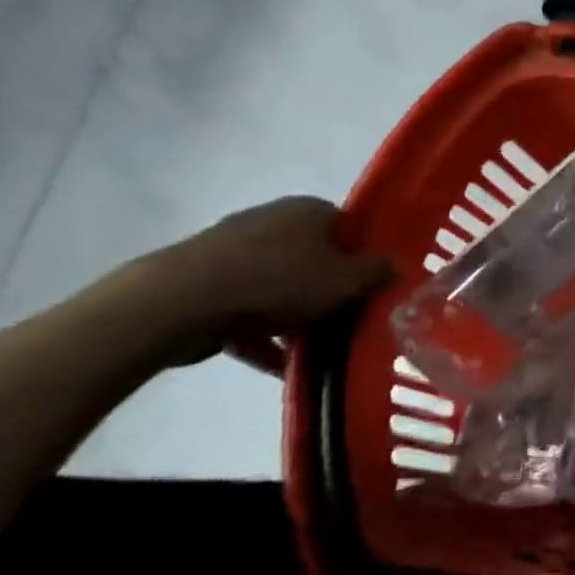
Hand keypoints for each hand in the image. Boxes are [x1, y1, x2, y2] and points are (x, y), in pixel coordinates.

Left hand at [136, 197, 392, 370]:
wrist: (178, 302)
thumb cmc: (279, 282)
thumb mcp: (347, 281)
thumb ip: (377, 273)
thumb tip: (395, 266)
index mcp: (310, 210)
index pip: (351, 229)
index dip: (364, 259)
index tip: (371, 289)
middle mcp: (273, 219)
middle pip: (315, 257)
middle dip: (330, 291)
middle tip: (345, 321)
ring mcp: (233, 248)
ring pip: (280, 284)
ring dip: (296, 315)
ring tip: (311, 350)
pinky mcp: (202, 279)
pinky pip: (246, 306)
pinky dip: (262, 333)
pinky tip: (275, 364)